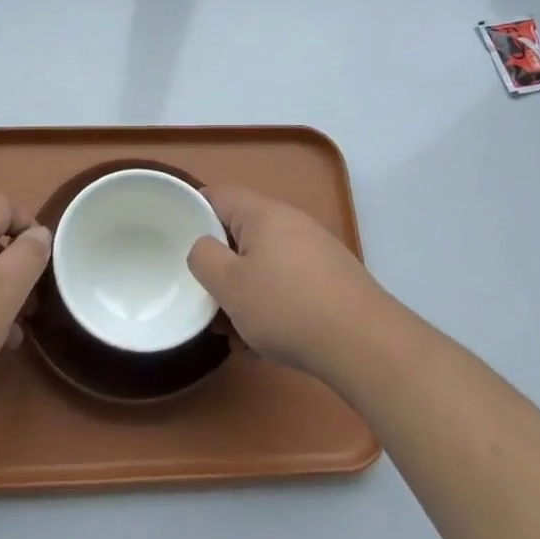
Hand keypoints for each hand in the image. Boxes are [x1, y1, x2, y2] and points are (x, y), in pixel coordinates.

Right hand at [187, 185, 385, 378]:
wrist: (365, 344)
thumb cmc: (287, 308)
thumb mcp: (229, 285)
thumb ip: (203, 258)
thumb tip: (202, 247)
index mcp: (263, 213)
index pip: (218, 195)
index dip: (192, 211)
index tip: (174, 239)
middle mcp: (291, 222)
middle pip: (241, 232)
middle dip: (220, 266)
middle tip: (205, 297)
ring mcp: (315, 250)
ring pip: (264, 263)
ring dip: (244, 292)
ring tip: (234, 333)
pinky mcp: (331, 279)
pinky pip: (287, 283)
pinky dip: (271, 305)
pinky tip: (265, 343)